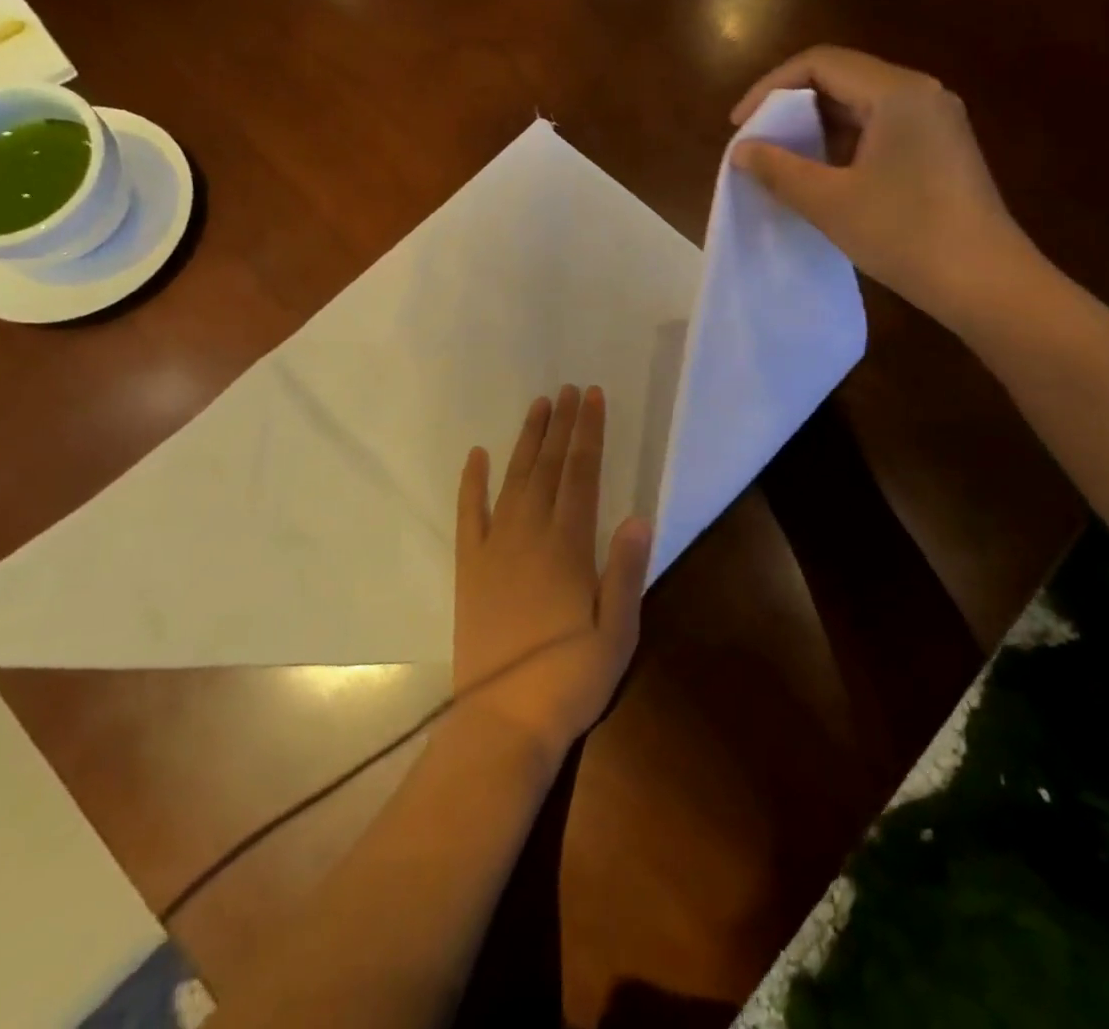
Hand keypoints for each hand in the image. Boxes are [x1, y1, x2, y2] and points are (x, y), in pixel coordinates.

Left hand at [452, 385, 651, 767]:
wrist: (504, 720)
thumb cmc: (570, 679)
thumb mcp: (617, 632)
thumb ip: (626, 571)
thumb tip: (639, 515)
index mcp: (569, 546)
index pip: (582, 474)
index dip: (589, 433)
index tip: (593, 397)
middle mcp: (530, 535)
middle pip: (548, 467)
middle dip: (561, 425)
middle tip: (568, 389)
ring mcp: (494, 548)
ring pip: (513, 480)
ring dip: (526, 441)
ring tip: (538, 406)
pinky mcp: (469, 568)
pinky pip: (469, 514)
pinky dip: (472, 482)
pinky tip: (476, 455)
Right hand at [729, 45, 1042, 331]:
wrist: (985, 282)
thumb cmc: (904, 234)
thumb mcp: (830, 202)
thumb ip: (779, 170)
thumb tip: (742, 150)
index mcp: (897, 92)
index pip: (820, 63)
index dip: (770, 88)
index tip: (740, 125)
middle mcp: (921, 93)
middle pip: (842, 79)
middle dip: (792, 108)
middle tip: (758, 144)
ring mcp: (936, 122)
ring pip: (862, 107)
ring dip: (817, 129)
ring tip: (784, 163)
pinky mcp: (941, 150)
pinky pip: (882, 130)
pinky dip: (844, 145)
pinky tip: (825, 178)